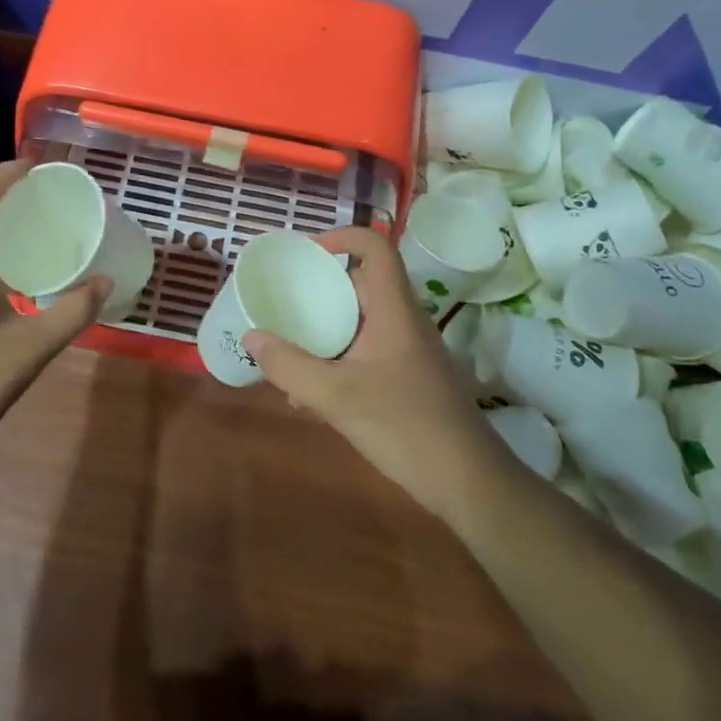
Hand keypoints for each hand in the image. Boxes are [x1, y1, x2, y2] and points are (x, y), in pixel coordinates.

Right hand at [245, 227, 499, 513]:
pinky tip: (313, 397)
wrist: (469, 482)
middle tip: (285, 305)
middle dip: (321, 291)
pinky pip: (368, 352)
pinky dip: (340, 359)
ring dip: (327, 331)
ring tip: (290, 353)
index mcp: (394, 310)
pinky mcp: (411, 377)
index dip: (342, 237)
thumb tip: (251, 337)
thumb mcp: (336, 397)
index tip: (306, 254)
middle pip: (363, 284)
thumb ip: (289, 367)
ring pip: (363, 322)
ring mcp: (411, 351)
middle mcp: (404, 321)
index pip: (376, 248)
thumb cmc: (405, 427)